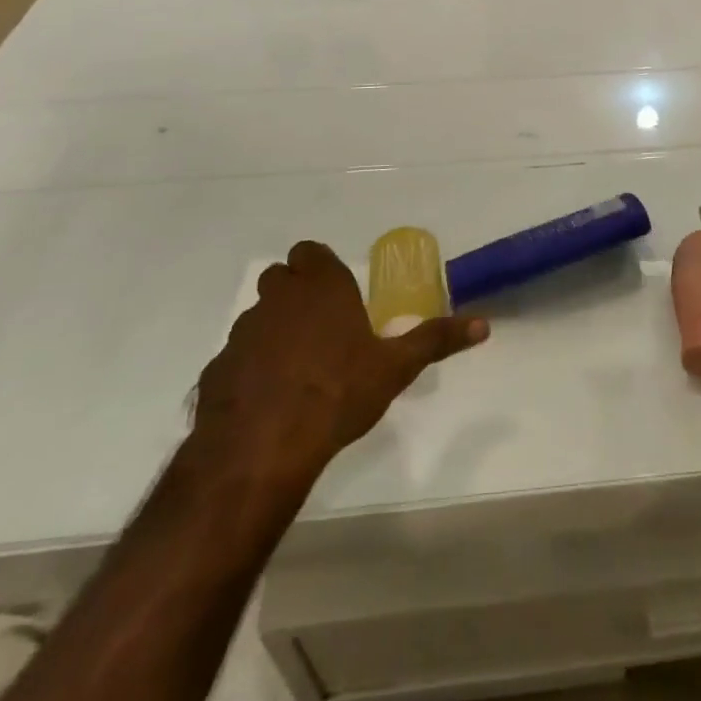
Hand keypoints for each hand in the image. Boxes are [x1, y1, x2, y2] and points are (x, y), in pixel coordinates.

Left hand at [190, 242, 487, 482]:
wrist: (262, 448)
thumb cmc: (338, 393)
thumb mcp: (396, 367)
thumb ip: (436, 340)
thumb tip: (484, 325)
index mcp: (320, 286)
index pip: (310, 252)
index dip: (321, 268)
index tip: (337, 295)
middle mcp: (278, 298)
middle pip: (281, 278)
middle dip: (297, 293)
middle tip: (322, 327)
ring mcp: (242, 332)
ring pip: (257, 316)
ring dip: (273, 330)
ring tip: (297, 368)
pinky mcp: (216, 369)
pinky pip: (236, 357)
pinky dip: (249, 369)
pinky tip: (266, 400)